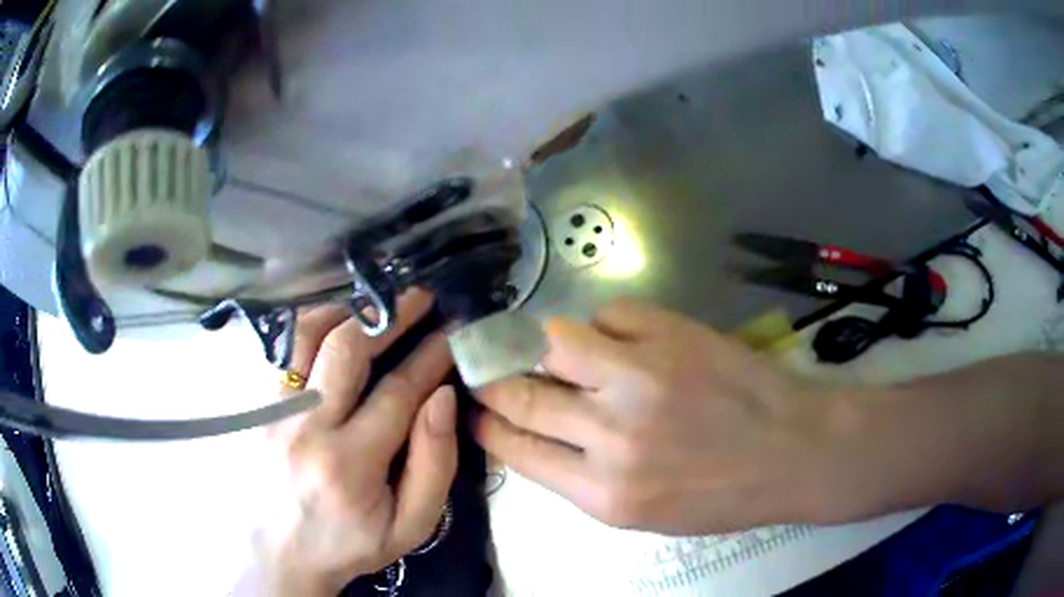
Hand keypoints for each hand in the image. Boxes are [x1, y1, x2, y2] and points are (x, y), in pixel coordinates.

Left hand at [260, 291, 456, 595]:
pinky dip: (312, 325)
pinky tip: (335, 321)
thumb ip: (434, 464)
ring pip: (305, 335)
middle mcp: (306, 427)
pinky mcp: (259, 406)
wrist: (281, 554)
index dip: (430, 356)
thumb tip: (442, 398)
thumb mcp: (411, 525)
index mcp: (350, 464)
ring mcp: (276, 412)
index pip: (397, 392)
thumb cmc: (350, 544)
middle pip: (347, 349)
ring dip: (346, 310)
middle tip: (420, 296)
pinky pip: (284, 349)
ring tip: (376, 303)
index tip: (452, 333)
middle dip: (390, 316)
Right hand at [474, 299, 845, 535]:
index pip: (516, 450)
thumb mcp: (641, 513)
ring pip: (554, 341)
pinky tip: (615, 339)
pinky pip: (610, 314)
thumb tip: (536, 431)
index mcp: (603, 493)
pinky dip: (602, 325)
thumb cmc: (720, 495)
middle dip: (493, 381)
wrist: (793, 453)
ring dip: (539, 345)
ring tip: (544, 348)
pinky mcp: (671, 335)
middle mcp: (613, 436)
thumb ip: (582, 476)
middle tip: (484, 371)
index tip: (474, 409)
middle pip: (523, 396)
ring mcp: (642, 377)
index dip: (486, 425)